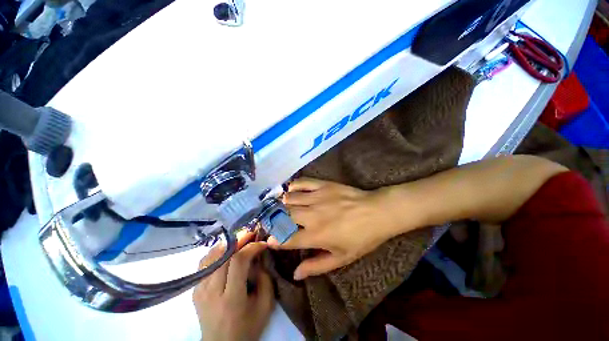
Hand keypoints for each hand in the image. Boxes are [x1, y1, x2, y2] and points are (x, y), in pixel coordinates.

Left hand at [193, 233, 273, 340]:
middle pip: (223, 255)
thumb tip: (260, 256)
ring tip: (240, 240)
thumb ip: (265, 278)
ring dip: (227, 244)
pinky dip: (216, 252)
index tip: (262, 243)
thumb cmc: (247, 327)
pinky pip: (204, 263)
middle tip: (251, 234)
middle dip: (239, 240)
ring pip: (211, 256)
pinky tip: (226, 252)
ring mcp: (200, 290)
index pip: (238, 262)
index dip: (252, 247)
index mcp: (231, 299)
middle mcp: (212, 292)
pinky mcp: (195, 290)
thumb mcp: (265, 305)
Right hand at [268, 178, 399, 279]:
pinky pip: (302, 183)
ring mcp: (317, 197)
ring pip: (289, 199)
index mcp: (316, 235)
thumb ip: (317, 266)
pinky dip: (293, 186)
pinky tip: (291, 191)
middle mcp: (312, 215)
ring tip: (280, 207)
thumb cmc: (361, 238)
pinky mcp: (323, 185)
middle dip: (273, 220)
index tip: (269, 240)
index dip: (274, 240)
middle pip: (283, 216)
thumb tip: (296, 274)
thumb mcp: (341, 258)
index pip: (286, 239)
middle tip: (272, 222)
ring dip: (281, 204)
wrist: (377, 212)